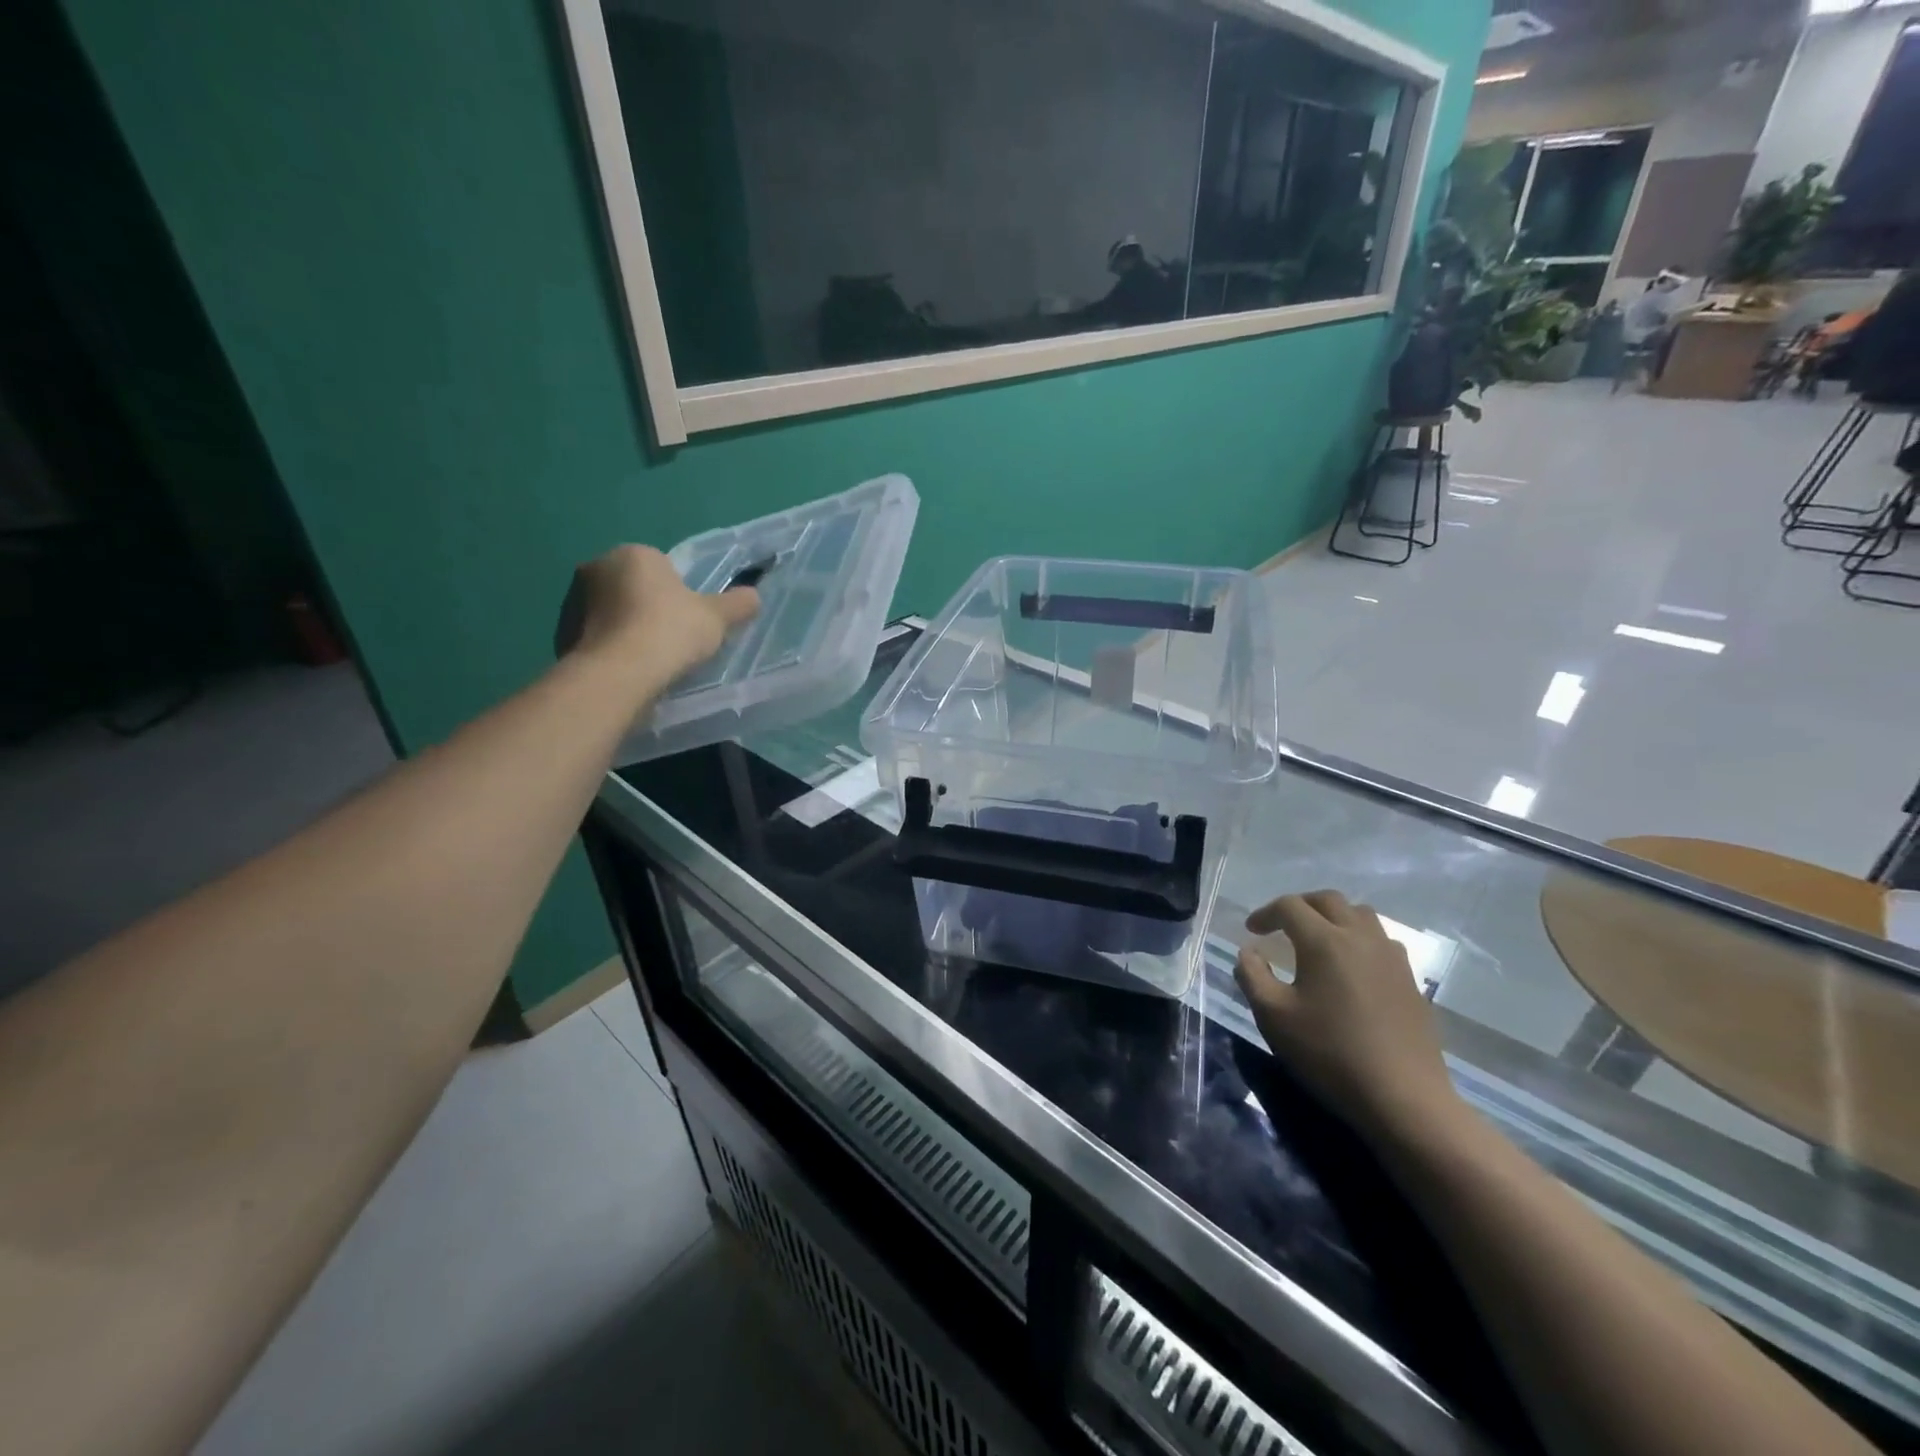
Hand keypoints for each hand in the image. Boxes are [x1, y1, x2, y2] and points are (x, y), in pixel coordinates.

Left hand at [561, 544, 758, 682]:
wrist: (618, 673)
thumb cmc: (670, 631)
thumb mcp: (717, 617)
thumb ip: (737, 604)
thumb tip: (754, 596)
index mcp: (634, 553)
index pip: (661, 567)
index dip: (679, 594)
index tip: (689, 621)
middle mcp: (596, 567)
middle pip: (634, 588)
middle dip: (649, 609)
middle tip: (672, 641)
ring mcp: (572, 601)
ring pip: (612, 613)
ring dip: (628, 630)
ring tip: (650, 661)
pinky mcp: (561, 634)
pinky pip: (597, 638)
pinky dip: (611, 650)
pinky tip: (629, 672)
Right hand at [1232, 890, 1458, 1142]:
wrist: (1404, 1098)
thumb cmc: (1330, 1053)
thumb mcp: (1273, 1016)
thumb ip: (1252, 976)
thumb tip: (1249, 952)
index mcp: (1324, 941)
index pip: (1290, 906)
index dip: (1266, 913)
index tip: (1252, 931)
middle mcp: (1360, 937)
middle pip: (1328, 900)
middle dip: (1300, 905)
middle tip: (1282, 925)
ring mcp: (1392, 957)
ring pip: (1360, 915)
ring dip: (1334, 917)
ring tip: (1318, 940)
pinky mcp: (1411, 980)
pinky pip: (1381, 941)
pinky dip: (1358, 939)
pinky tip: (1351, 967)